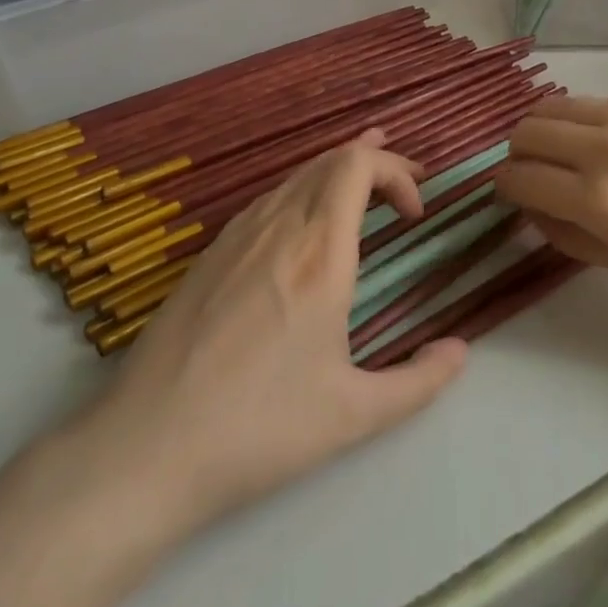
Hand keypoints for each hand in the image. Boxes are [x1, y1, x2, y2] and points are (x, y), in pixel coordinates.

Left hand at [93, 129, 467, 530]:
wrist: (148, 447)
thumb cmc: (259, 428)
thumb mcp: (353, 415)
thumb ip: (418, 382)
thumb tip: (459, 352)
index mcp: (319, 253)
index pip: (358, 166)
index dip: (396, 171)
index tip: (415, 214)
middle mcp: (278, 227)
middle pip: (330, 160)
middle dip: (375, 162)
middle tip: (404, 191)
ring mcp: (237, 235)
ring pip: (296, 176)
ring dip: (336, 173)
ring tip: (364, 184)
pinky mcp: (210, 253)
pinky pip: (267, 199)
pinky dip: (302, 192)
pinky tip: (303, 222)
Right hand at [496, 89, 607, 318]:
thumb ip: (569, 235)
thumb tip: (532, 206)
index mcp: (601, 200)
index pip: (518, 177)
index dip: (506, 188)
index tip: (513, 194)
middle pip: (527, 129)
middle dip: (520, 154)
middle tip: (539, 173)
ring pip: (558, 105)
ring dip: (551, 130)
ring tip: (574, 153)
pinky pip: (606, 102)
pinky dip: (599, 123)